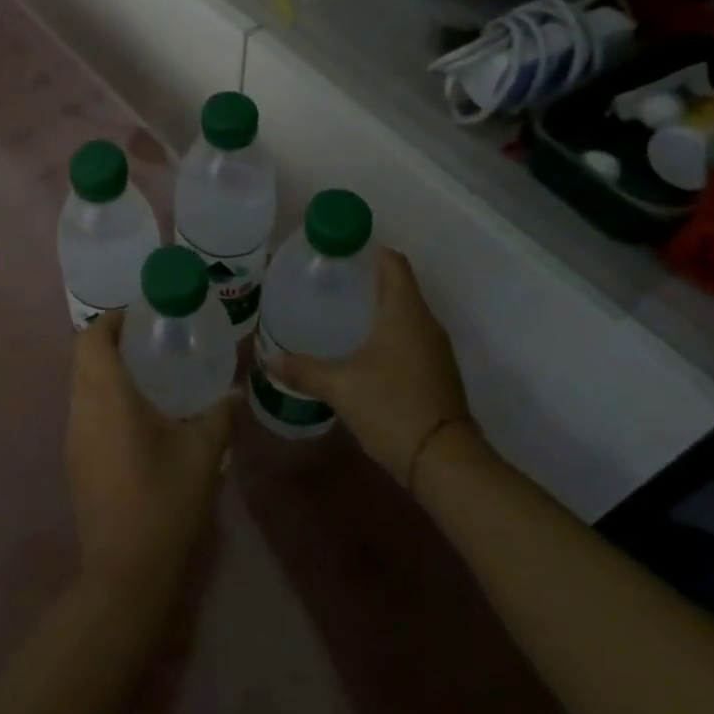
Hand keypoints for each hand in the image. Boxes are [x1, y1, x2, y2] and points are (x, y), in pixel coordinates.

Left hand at [68, 311, 235, 594]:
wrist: (125, 574)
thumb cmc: (165, 504)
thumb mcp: (203, 456)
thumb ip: (218, 417)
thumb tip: (233, 393)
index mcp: (108, 397)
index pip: (92, 338)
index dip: (111, 319)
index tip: (141, 317)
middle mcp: (82, 408)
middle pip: (83, 356)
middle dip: (110, 340)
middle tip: (148, 341)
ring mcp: (73, 435)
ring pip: (80, 383)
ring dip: (104, 368)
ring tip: (145, 374)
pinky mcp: (74, 459)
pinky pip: (82, 408)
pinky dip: (101, 395)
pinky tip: (135, 415)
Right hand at [268, 248, 472, 489]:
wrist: (445, 463)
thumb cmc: (392, 407)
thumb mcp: (340, 387)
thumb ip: (303, 370)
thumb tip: (268, 360)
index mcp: (405, 311)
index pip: (393, 262)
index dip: (369, 250)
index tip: (339, 252)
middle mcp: (425, 322)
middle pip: (399, 285)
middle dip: (367, 280)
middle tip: (329, 283)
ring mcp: (436, 349)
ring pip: (405, 314)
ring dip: (378, 310)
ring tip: (340, 315)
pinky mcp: (438, 373)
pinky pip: (411, 338)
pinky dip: (388, 335)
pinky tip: (363, 352)